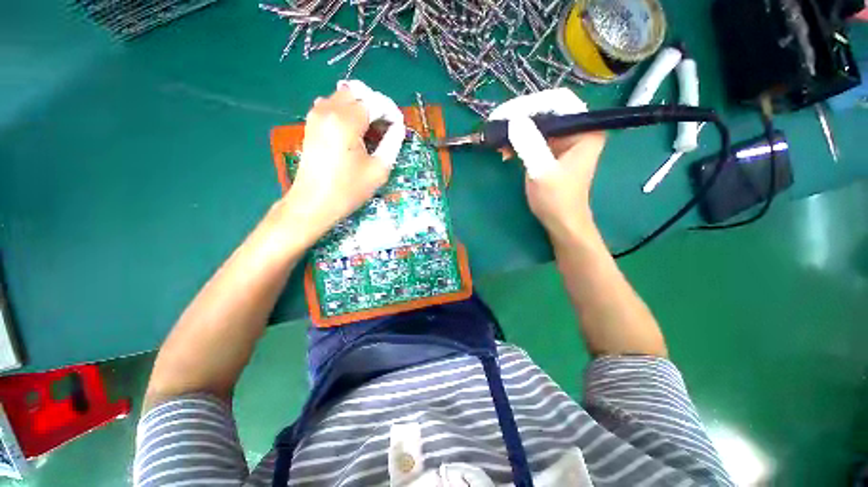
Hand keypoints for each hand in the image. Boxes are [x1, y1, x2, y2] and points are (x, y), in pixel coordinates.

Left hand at [280, 80, 404, 244]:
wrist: (314, 203)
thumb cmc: (348, 190)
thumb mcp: (378, 169)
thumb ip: (392, 143)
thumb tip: (398, 127)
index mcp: (346, 121)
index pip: (375, 102)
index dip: (392, 112)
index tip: (400, 127)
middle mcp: (329, 109)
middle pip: (359, 92)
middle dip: (377, 105)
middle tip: (386, 127)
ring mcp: (316, 114)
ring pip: (345, 95)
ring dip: (362, 107)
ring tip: (372, 130)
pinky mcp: (312, 122)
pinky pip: (333, 104)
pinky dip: (348, 111)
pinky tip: (355, 131)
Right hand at [489, 89, 605, 242]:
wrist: (561, 221)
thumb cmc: (556, 199)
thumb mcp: (542, 172)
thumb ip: (530, 144)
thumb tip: (513, 120)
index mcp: (585, 130)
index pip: (558, 101)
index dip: (530, 104)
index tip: (505, 114)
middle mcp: (577, 129)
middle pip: (546, 110)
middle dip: (519, 116)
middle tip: (497, 124)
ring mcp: (564, 140)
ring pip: (537, 123)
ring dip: (516, 130)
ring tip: (498, 140)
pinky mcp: (552, 151)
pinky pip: (533, 137)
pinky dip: (518, 141)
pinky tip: (505, 150)